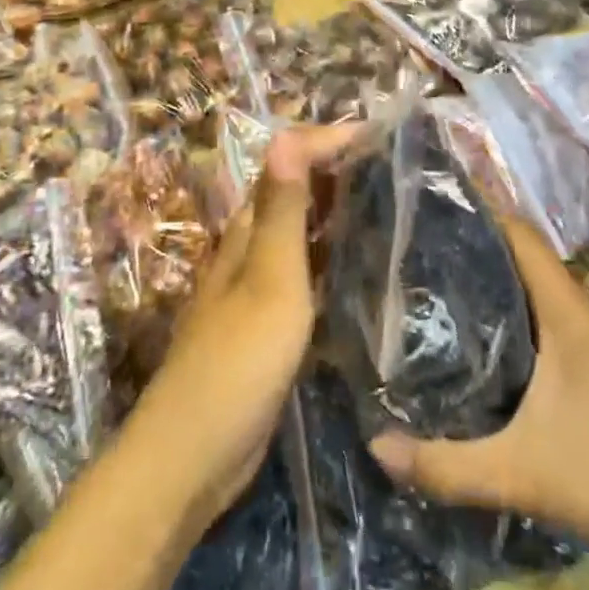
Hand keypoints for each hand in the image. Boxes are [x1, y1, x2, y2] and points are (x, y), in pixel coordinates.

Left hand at [129, 125, 357, 532]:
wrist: (194, 455)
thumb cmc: (237, 361)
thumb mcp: (269, 280)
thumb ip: (281, 211)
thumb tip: (285, 135)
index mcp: (247, 232)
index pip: (286, 163)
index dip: (327, 142)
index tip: (379, 134)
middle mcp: (249, 251)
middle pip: (293, 194)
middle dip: (335, 171)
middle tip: (393, 165)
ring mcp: (257, 290)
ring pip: (301, 235)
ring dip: (335, 214)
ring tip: (388, 206)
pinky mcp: (268, 327)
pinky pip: (305, 277)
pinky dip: (331, 260)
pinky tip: (362, 271)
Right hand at [367, 212, 588, 576]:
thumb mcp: (518, 473)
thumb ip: (445, 465)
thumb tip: (375, 445)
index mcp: (564, 311)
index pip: (519, 234)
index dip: (478, 210)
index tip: (426, 204)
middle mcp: (571, 310)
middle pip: (517, 251)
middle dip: (468, 238)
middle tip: (409, 237)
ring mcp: (577, 334)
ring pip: (524, 281)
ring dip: (482, 270)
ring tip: (423, 269)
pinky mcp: (576, 359)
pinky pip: (530, 310)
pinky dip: (497, 302)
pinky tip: (460, 324)